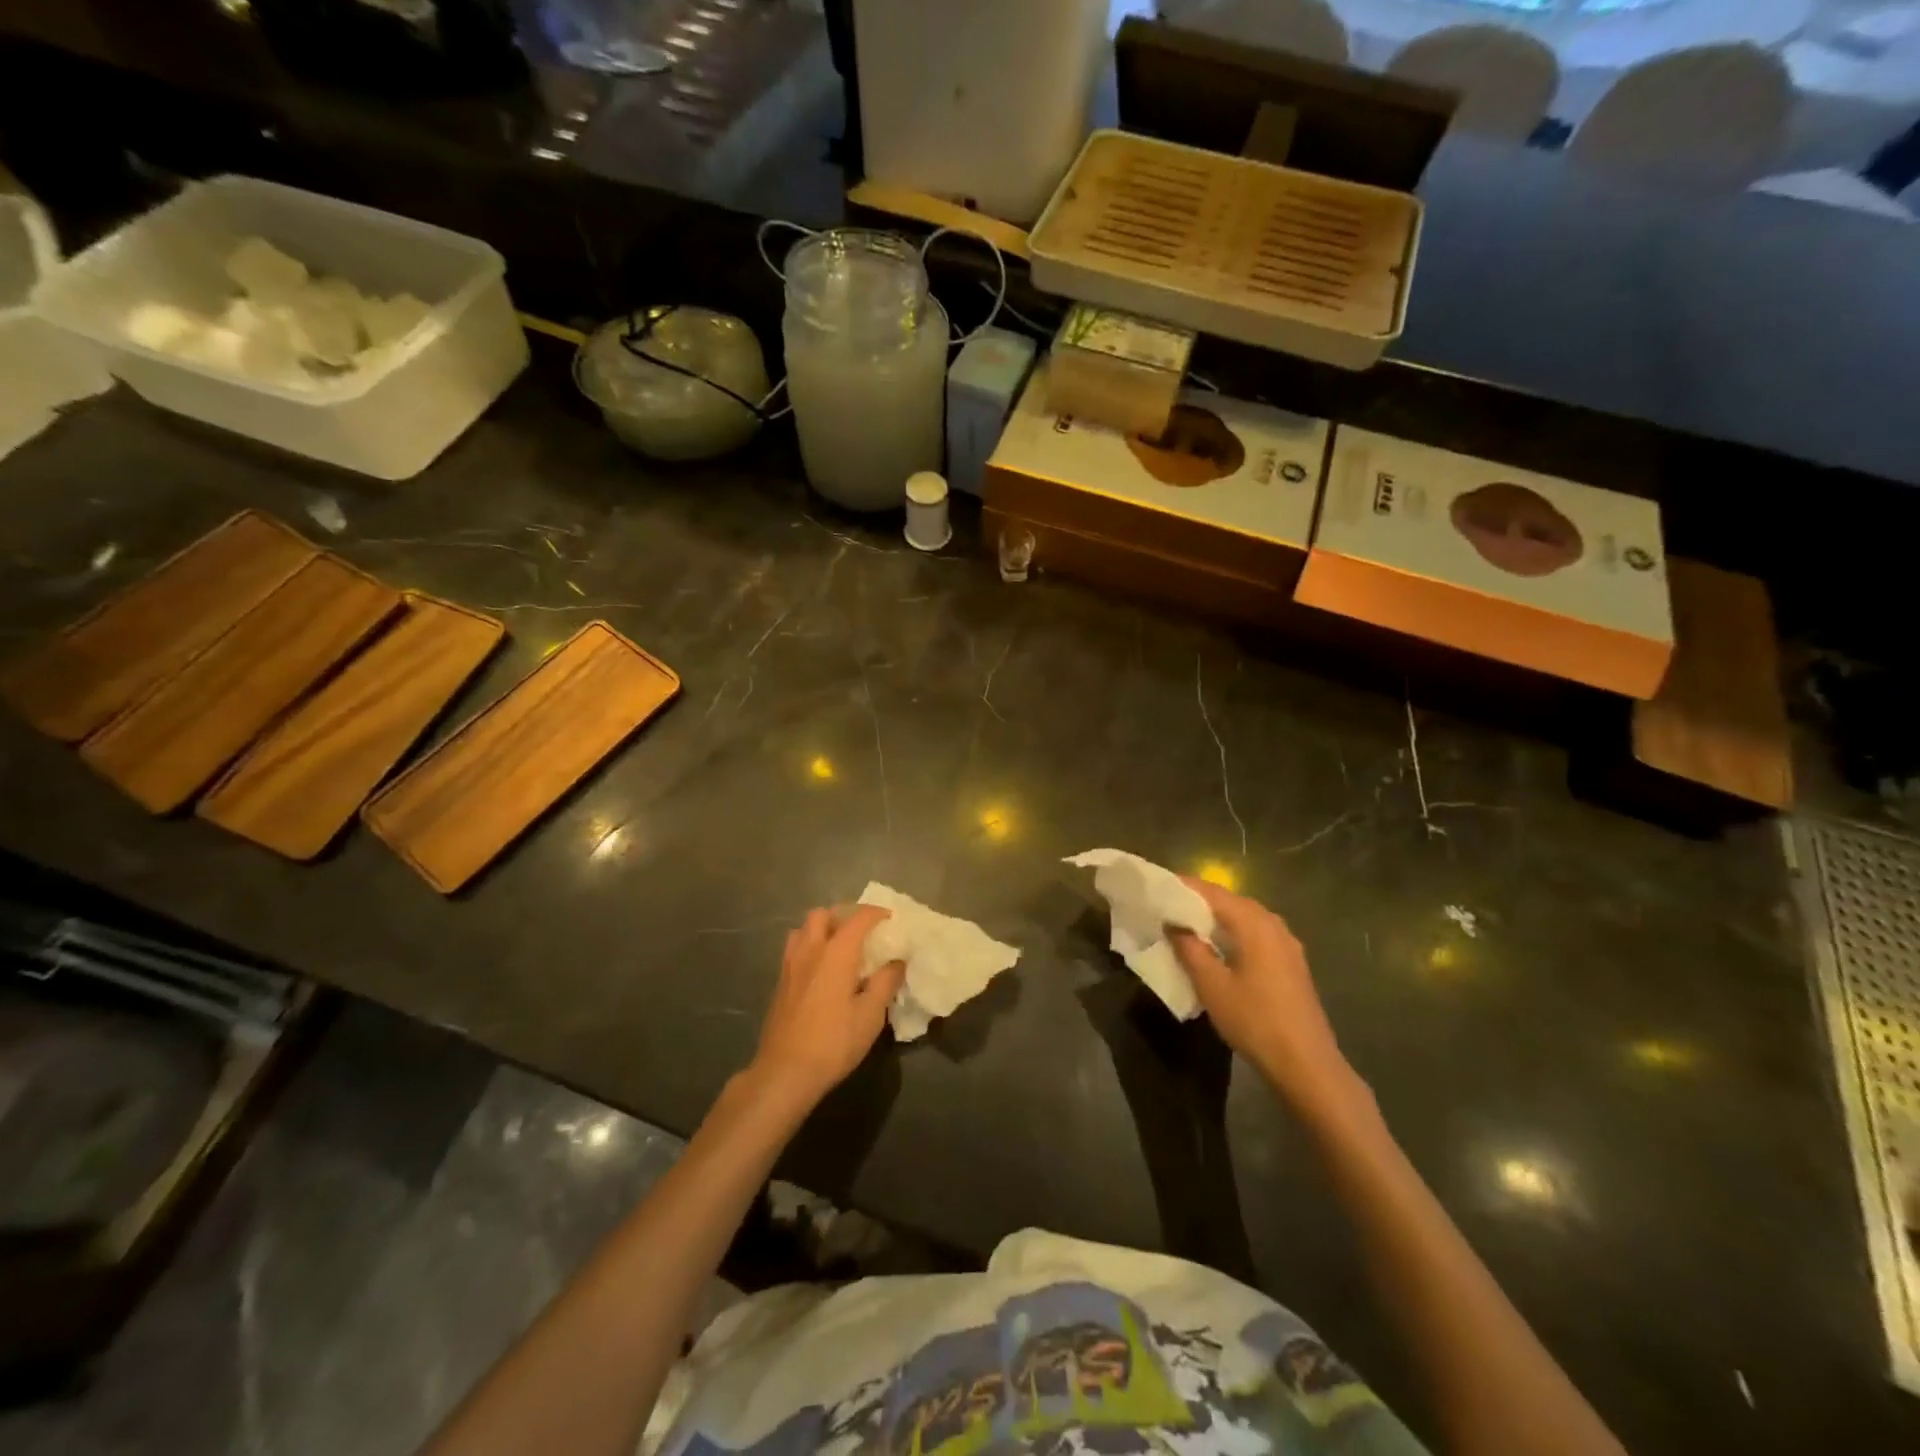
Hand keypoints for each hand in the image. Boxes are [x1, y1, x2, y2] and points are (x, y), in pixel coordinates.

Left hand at [748, 906, 905, 1112]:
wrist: (784, 1072)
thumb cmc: (833, 1042)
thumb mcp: (871, 1015)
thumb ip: (886, 982)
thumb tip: (897, 961)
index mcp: (835, 953)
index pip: (857, 918)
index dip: (876, 913)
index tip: (890, 918)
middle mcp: (810, 950)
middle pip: (822, 914)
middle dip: (843, 915)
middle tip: (861, 931)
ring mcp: (790, 966)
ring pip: (802, 929)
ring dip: (822, 929)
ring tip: (839, 948)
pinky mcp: (780, 983)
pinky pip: (794, 949)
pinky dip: (810, 947)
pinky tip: (822, 971)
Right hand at [1169, 879, 1364, 1116]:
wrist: (1306, 1063)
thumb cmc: (1254, 1020)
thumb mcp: (1212, 985)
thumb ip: (1190, 949)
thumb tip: (1174, 924)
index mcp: (1254, 923)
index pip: (1213, 892)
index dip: (1184, 887)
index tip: (1159, 886)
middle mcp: (1273, 924)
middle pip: (1231, 901)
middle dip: (1200, 901)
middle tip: (1168, 906)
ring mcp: (1287, 944)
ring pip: (1246, 918)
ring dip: (1217, 918)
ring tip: (1188, 925)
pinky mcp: (1291, 963)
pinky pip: (1257, 934)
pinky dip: (1234, 933)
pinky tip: (1219, 949)